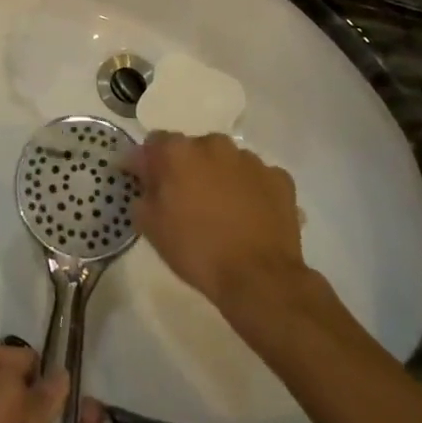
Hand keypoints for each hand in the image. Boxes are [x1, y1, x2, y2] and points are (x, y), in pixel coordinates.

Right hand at [122, 132, 305, 310]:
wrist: (259, 279)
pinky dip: (251, 191)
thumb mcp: (151, 225)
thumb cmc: (196, 250)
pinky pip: (257, 178)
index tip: (148, 184)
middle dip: (188, 169)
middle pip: (193, 149)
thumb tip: (143, 174)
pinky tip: (251, 217)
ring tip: (223, 212)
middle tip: (187, 201)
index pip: (154, 143)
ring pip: (227, 162)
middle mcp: (214, 144)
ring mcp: (250, 160)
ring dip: (220, 177)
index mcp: (178, 151)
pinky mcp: (279, 179)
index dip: (150, 163)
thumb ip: (142, 190)